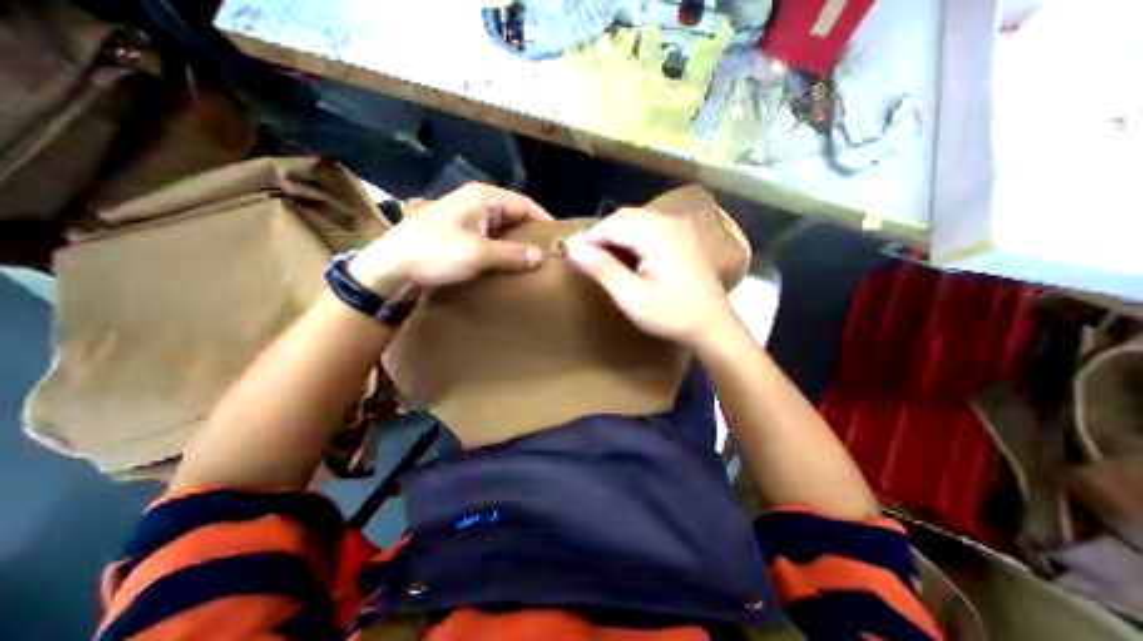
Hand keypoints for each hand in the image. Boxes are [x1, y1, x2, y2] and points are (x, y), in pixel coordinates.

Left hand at [351, 183, 550, 294]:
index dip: (544, 221)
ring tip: (535, 262)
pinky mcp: (461, 237)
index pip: (525, 204)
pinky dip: (503, 251)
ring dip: (518, 244)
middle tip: (551, 254)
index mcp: (483, 197)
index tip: (560, 240)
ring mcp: (468, 220)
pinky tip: (512, 265)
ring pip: (503, 229)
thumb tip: (540, 257)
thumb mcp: (478, 253)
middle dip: (532, 234)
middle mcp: (477, 204)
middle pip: (515, 215)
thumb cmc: (435, 252)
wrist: (392, 269)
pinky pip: (491, 240)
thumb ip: (512, 254)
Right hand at [566, 209, 737, 350]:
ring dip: (616, 236)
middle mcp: (668, 222)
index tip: (573, 256)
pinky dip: (633, 239)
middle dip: (602, 235)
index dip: (589, 238)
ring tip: (604, 260)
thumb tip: (573, 250)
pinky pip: (650, 229)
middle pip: (624, 217)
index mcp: (655, 234)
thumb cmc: (672, 315)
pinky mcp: (683, 238)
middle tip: (587, 259)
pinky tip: (628, 259)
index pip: (611, 224)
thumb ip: (602, 269)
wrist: (714, 326)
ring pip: (636, 221)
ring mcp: (679, 229)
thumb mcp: (631, 297)